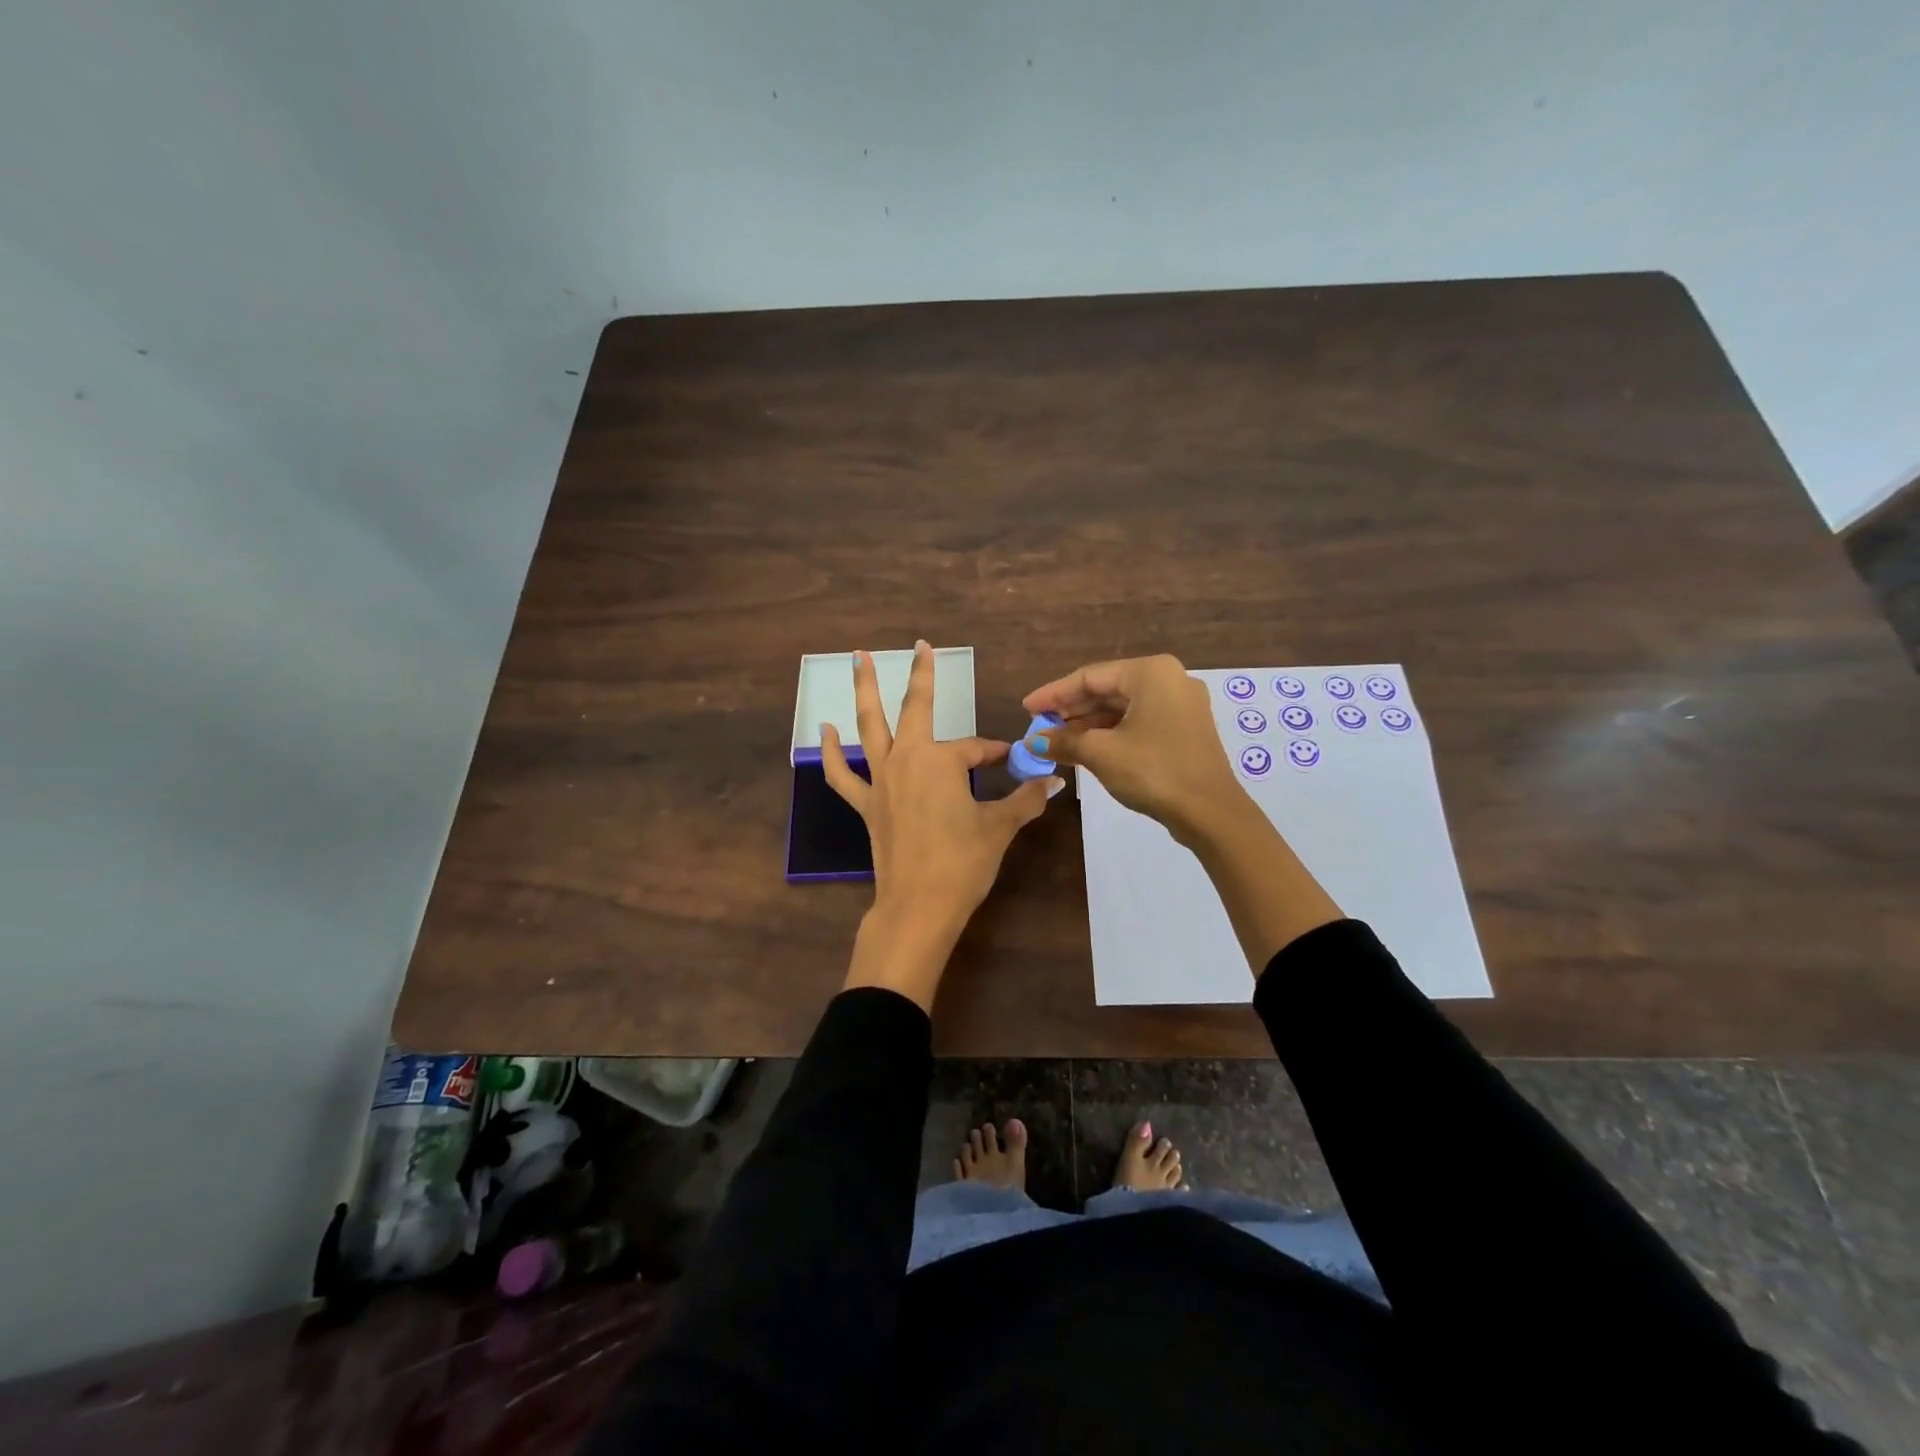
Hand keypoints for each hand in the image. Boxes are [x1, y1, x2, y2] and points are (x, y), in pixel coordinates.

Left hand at [825, 641, 1059, 1008]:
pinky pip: (842, 774)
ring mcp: (881, 780)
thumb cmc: (963, 863)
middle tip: (919, 644)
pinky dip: (832, 752)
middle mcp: (907, 759)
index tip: (1015, 761)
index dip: (998, 754)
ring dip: (864, 691)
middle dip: (921, 675)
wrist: (918, 906)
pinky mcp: (866, 804)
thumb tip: (1053, 780)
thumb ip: (1025, 799)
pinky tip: (825, 730)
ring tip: (857, 658)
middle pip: (914, 709)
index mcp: (941, 761)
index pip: (977, 749)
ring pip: (869, 726)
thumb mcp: (999, 828)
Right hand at [1022, 654, 1245, 844]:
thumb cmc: (1153, 771)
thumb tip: (1032, 742)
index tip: (1027, 709)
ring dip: (1089, 724)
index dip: (1053, 694)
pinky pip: (1139, 721)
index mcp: (1150, 673)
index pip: (1089, 677)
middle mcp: (1169, 679)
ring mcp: (1181, 705)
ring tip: (1057, 741)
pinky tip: (1087, 748)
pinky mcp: (1185, 729)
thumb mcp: (1101, 754)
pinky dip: (1111, 733)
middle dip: (1071, 710)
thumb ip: (1064, 741)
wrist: (1211, 813)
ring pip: (1123, 707)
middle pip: (1107, 690)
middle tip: (1039, 727)